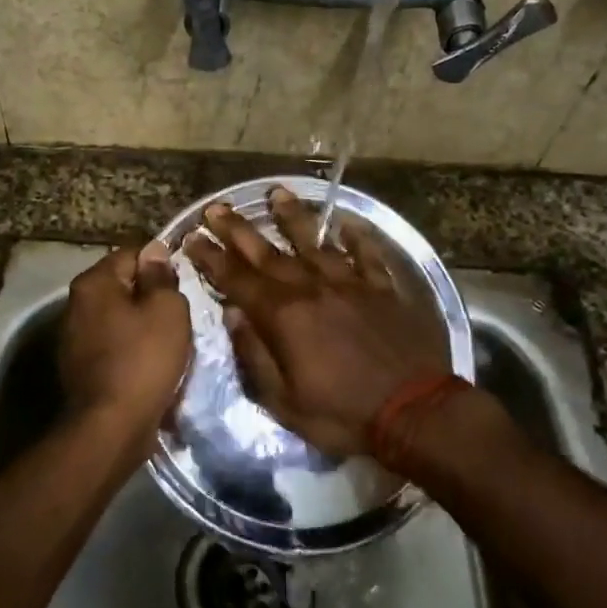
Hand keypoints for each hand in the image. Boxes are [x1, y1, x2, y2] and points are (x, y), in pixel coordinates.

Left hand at [59, 243, 191, 442]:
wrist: (111, 427)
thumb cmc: (144, 360)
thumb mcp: (167, 310)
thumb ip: (160, 276)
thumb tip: (154, 250)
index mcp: (93, 283)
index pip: (132, 254)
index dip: (161, 265)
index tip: (184, 285)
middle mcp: (75, 304)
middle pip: (123, 287)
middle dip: (151, 297)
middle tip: (181, 314)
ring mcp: (73, 338)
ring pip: (119, 318)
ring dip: (143, 326)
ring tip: (170, 342)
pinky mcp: (80, 367)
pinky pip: (113, 346)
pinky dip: (132, 350)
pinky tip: (151, 365)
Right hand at [182, 189, 449, 458]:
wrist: (415, 411)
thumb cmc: (342, 414)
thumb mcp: (284, 401)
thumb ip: (255, 354)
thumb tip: (233, 314)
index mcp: (284, 316)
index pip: (237, 280)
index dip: (211, 258)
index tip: (191, 237)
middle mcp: (312, 289)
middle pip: (268, 253)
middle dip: (238, 229)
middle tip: (217, 208)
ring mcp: (350, 284)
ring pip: (314, 242)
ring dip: (292, 217)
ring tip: (276, 193)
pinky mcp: (383, 289)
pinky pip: (366, 255)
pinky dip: (357, 238)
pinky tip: (347, 222)